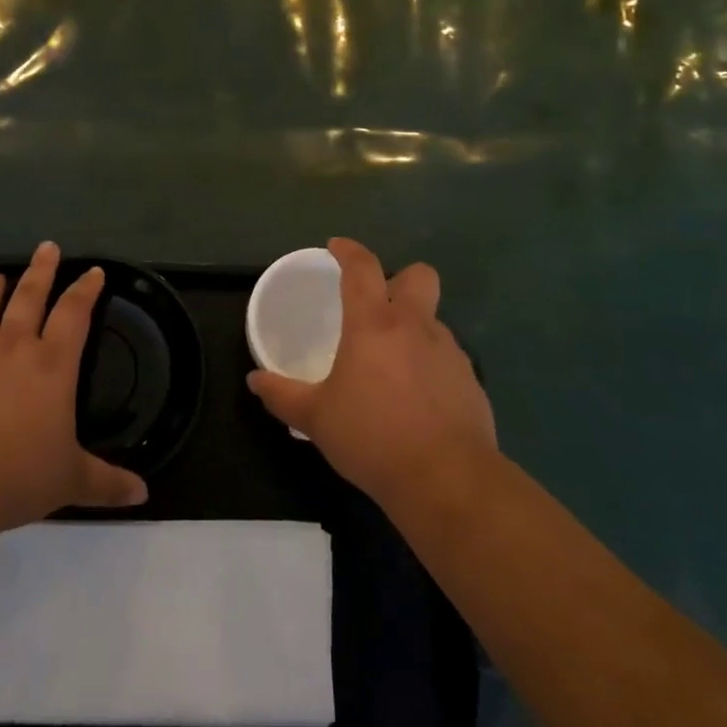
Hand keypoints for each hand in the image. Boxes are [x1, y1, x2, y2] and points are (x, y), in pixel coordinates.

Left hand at [0, 242, 147, 540]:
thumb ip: (108, 483)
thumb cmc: (17, 478)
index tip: (93, 271)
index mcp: (52, 365)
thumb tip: (143, 496)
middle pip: (30, 296)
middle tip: (47, 247)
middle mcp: (13, 347)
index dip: (86, 290)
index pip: (75, 313)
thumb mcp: (71, 481)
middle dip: (41, 270)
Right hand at [247, 237, 496, 508]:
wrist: (446, 479)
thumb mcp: (316, 418)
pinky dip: (429, 366)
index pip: (362, 268)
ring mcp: (450, 352)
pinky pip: (446, 358)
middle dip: (399, 279)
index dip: (349, 250)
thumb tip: (255, 381)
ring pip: (433, 320)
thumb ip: (283, 395)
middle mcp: (416, 326)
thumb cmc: (372, 437)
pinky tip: (416, 399)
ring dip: (413, 329)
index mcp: (374, 324)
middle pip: (419, 275)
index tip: (336, 247)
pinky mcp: (471, 381)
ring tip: (391, 366)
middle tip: (377, 305)